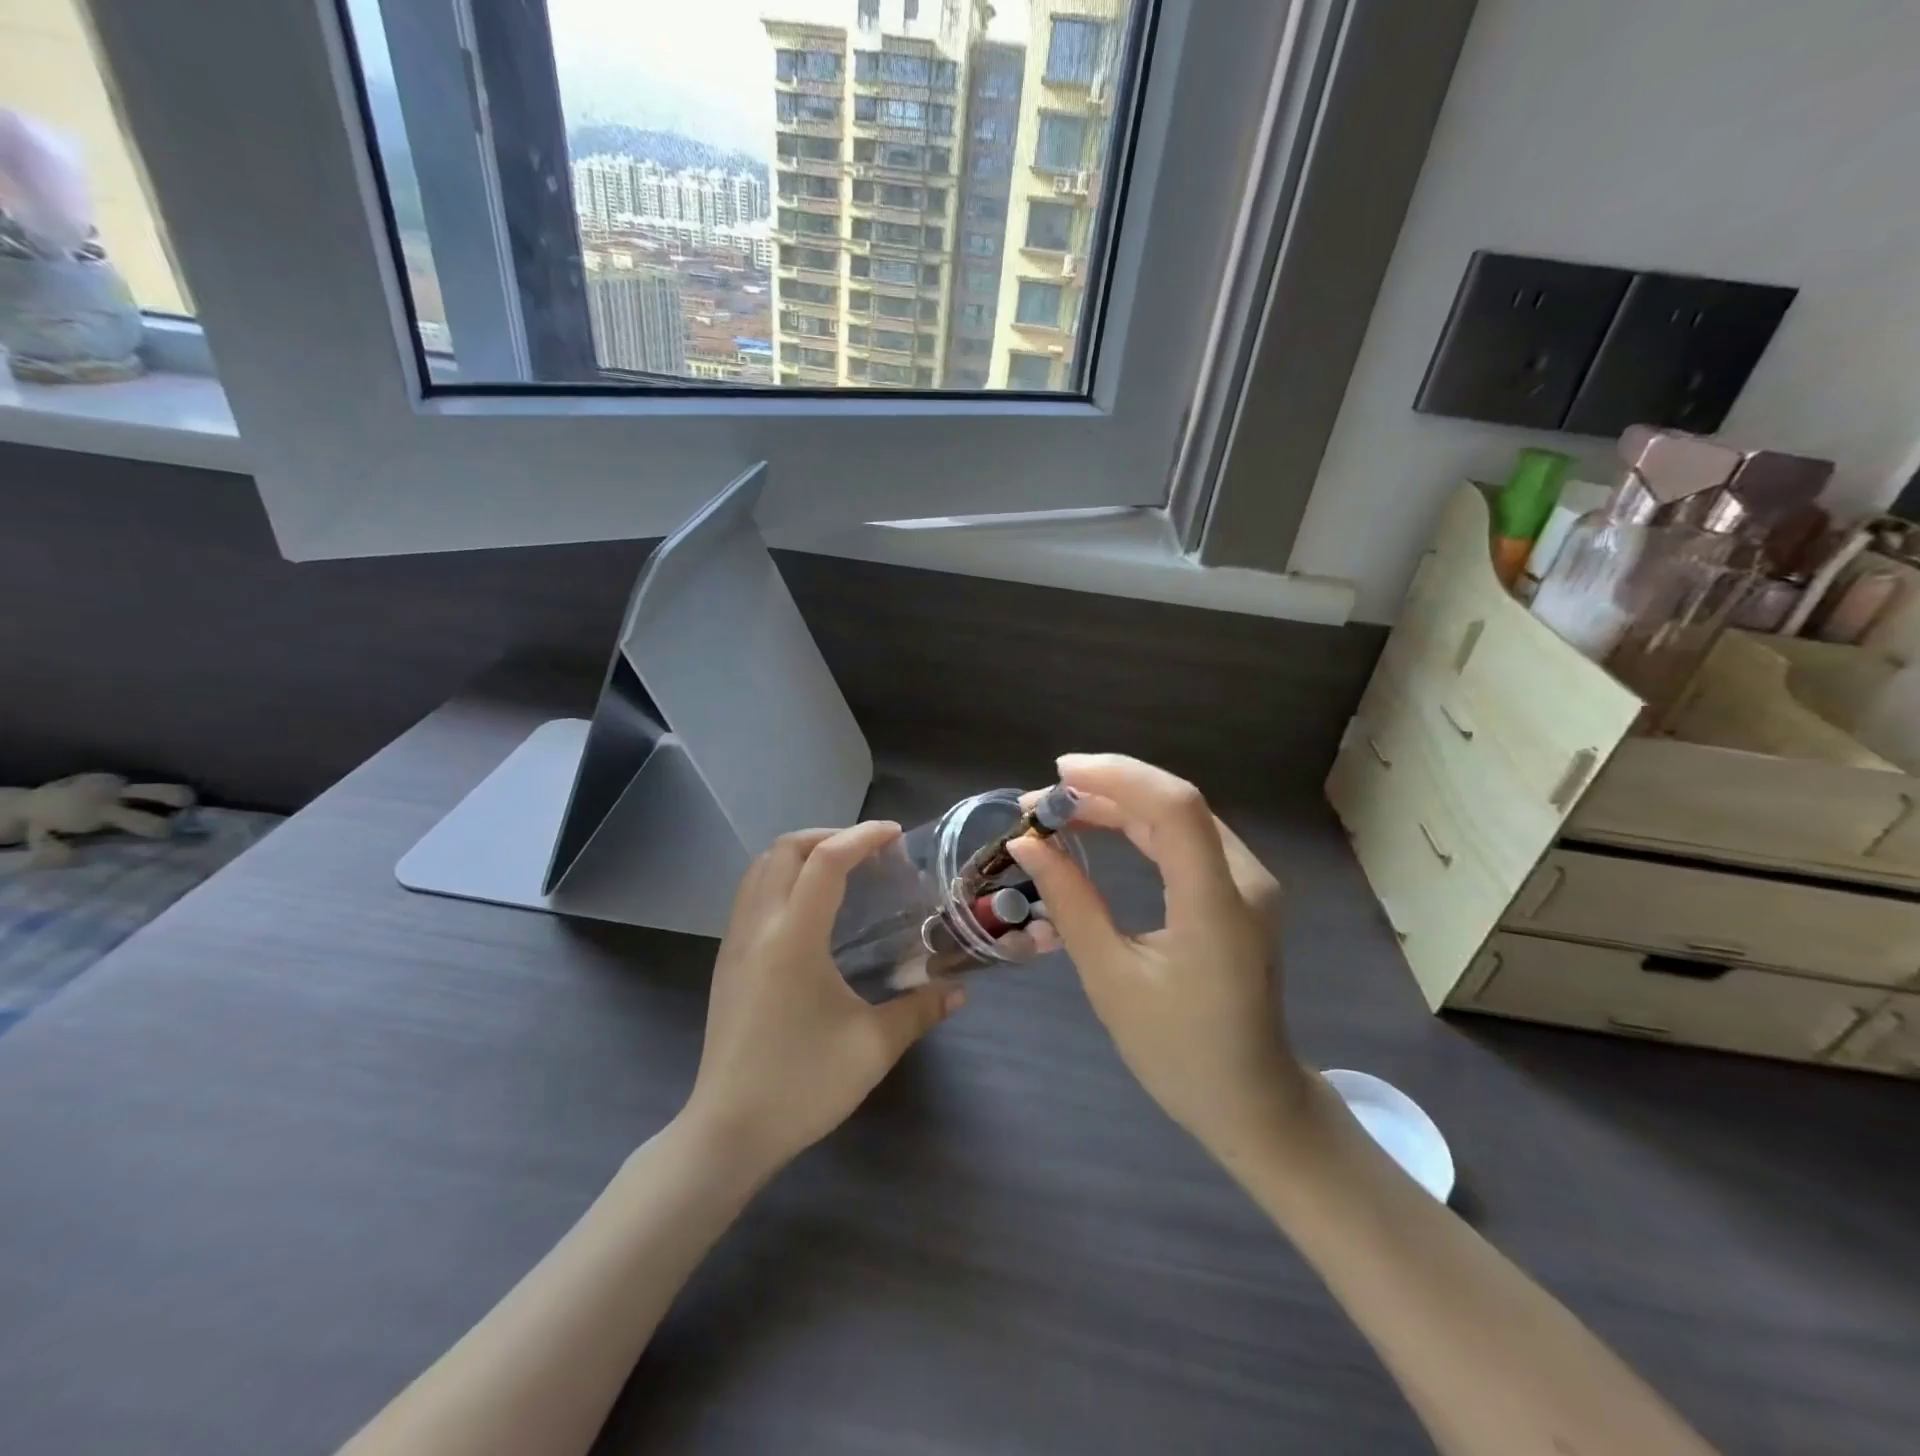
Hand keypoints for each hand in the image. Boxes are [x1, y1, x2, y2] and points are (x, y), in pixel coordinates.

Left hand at [683, 823, 964, 1173]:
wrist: (728, 1132)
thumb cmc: (802, 1085)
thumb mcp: (872, 1047)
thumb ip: (919, 1010)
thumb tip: (959, 991)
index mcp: (793, 938)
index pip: (825, 862)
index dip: (863, 837)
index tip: (896, 835)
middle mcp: (757, 928)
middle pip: (784, 849)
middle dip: (829, 836)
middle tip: (869, 852)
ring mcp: (734, 943)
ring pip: (760, 868)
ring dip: (800, 855)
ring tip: (841, 872)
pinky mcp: (726, 962)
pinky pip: (750, 895)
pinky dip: (782, 879)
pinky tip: (811, 912)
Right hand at [1008, 755, 1308, 1162]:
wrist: (1250, 1099)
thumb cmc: (1176, 1051)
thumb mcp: (1110, 978)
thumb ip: (1071, 902)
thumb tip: (1027, 844)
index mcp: (1216, 905)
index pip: (1174, 808)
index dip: (1116, 777)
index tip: (1057, 776)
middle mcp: (1244, 879)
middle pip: (1176, 803)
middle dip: (1105, 788)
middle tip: (1041, 801)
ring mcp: (1248, 882)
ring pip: (1179, 816)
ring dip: (1118, 803)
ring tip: (1059, 810)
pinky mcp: (1239, 890)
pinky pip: (1186, 839)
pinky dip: (1139, 825)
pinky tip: (1099, 826)